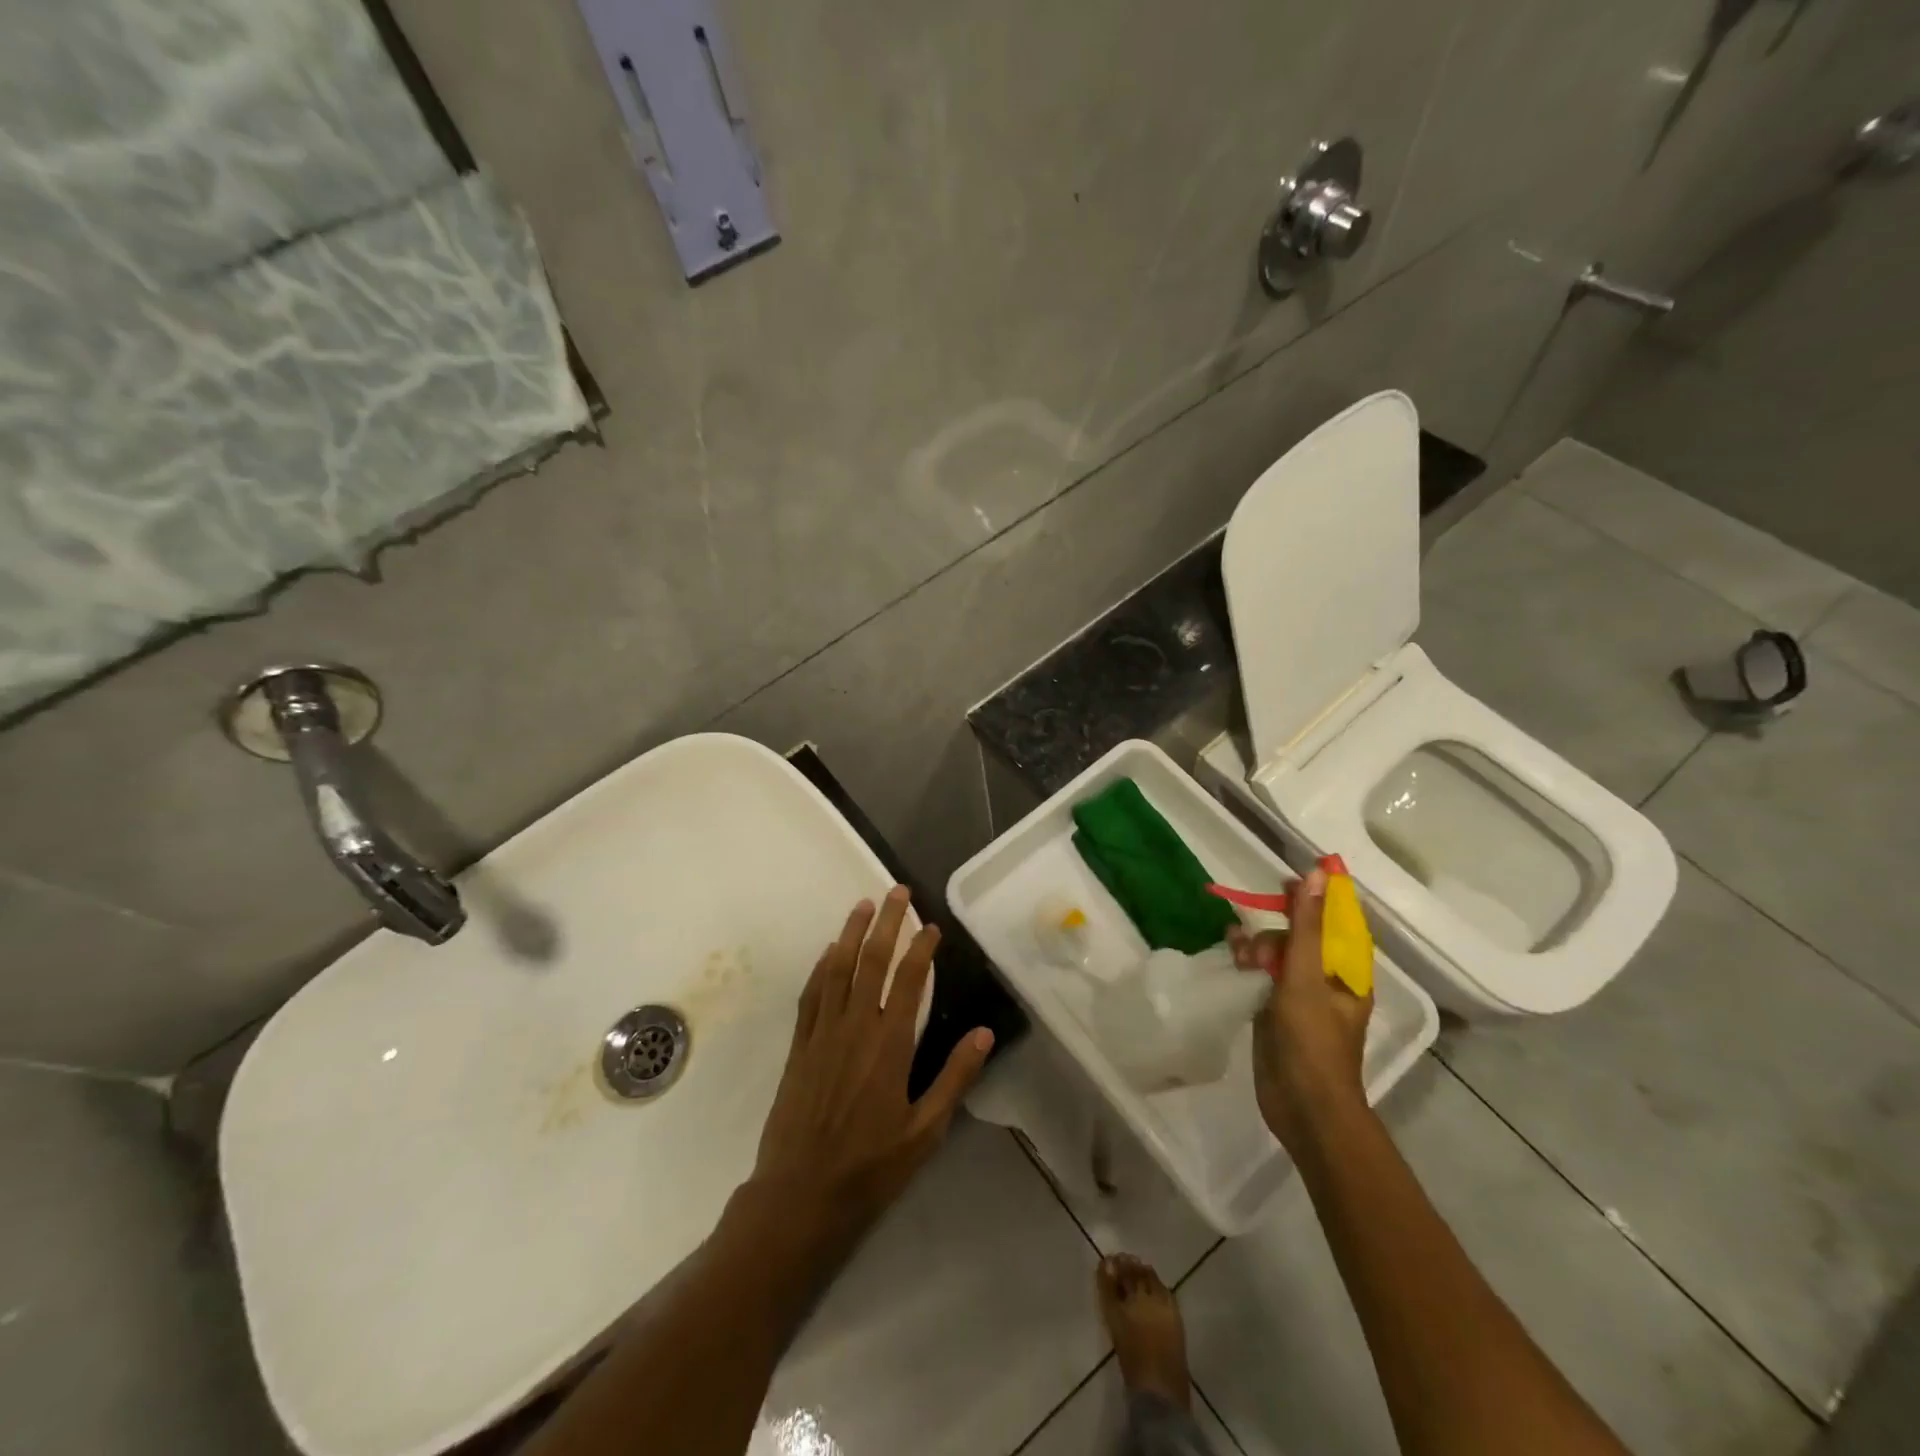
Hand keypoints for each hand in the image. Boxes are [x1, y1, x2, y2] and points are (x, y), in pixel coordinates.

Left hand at [743, 886, 994, 1249]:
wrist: (800, 1196)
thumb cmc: (871, 1167)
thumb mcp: (925, 1131)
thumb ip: (954, 1078)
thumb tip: (984, 1033)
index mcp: (889, 1045)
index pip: (908, 980)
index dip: (921, 948)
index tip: (933, 926)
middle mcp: (855, 1027)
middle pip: (871, 961)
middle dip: (887, 923)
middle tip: (897, 891)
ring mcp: (823, 1033)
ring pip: (838, 969)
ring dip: (852, 933)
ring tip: (863, 904)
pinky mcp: (800, 1046)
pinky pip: (811, 994)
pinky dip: (822, 967)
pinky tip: (830, 952)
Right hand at [1229, 867, 1371, 1151]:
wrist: (1303, 1107)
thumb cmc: (1313, 1040)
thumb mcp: (1306, 976)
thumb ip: (1307, 926)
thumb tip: (1316, 876)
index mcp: (1348, 972)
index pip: (1339, 921)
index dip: (1319, 896)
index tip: (1290, 878)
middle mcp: (1327, 981)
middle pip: (1304, 935)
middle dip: (1280, 925)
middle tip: (1260, 925)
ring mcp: (1301, 997)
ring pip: (1280, 954)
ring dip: (1259, 944)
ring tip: (1240, 952)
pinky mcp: (1276, 1012)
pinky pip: (1263, 975)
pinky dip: (1248, 961)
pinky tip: (1230, 951)